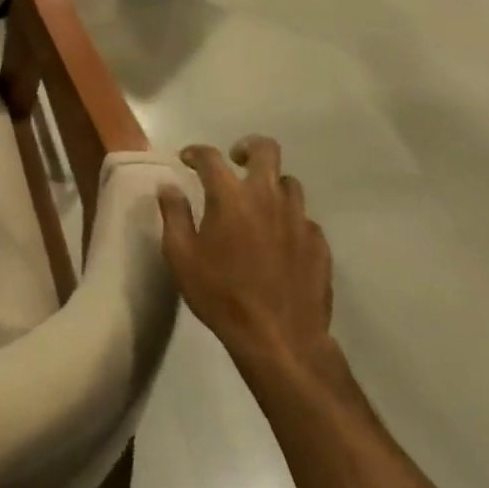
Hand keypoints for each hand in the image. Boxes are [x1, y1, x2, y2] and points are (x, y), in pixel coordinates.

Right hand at [158, 136, 334, 376]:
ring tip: (257, 203)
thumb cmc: (221, 295)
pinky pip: (304, 218)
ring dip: (271, 184)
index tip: (187, 159)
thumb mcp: (180, 256)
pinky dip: (288, 219)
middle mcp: (268, 197)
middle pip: (266, 150)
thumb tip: (169, 186)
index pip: (211, 157)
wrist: (281, 340)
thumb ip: (173, 214)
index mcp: (230, 196)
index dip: (196, 152)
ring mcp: (299, 220)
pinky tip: (278, 239)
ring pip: (289, 183)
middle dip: (247, 147)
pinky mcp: (319, 244)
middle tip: (235, 161)